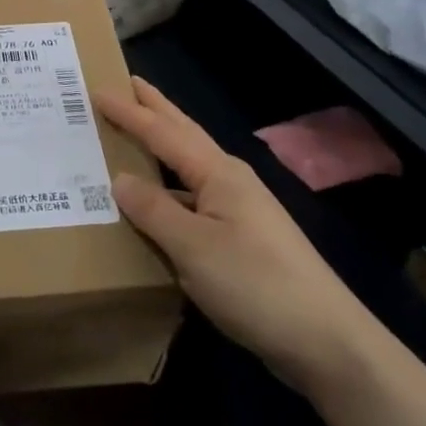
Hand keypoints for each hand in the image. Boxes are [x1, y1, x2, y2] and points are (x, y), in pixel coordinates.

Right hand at [99, 78, 379, 398]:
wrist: (326, 341)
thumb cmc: (256, 284)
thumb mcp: (194, 248)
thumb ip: (154, 210)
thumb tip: (119, 179)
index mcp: (218, 173)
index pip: (163, 133)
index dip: (129, 112)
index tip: (98, 90)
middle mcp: (229, 181)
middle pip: (184, 134)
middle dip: (156, 109)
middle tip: (128, 84)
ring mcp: (240, 210)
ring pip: (190, 166)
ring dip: (162, 146)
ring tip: (135, 135)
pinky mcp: (243, 239)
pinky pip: (194, 198)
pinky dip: (170, 189)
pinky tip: (158, 204)